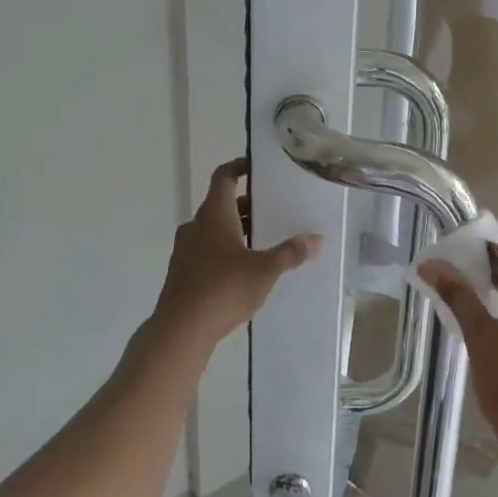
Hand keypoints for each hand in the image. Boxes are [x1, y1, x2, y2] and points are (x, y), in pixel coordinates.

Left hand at [154, 159, 320, 345]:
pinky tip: (245, 269)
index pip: (223, 176)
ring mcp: (185, 249)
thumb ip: (291, 253)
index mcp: (214, 214)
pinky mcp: (183, 272)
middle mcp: (196, 225)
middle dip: (247, 205)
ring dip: (237, 229)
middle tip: (274, 210)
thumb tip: (317, 239)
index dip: (239, 166)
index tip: (258, 168)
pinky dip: (226, 249)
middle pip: (222, 204)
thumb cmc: (224, 289)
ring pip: (214, 229)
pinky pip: (207, 249)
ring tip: (264, 241)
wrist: (181, 329)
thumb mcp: (265, 270)